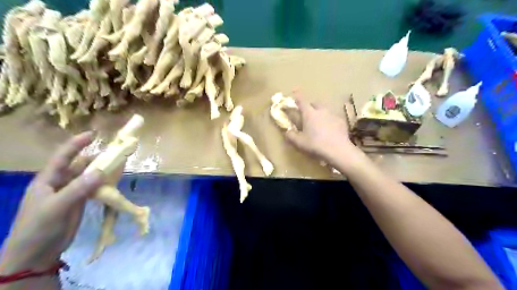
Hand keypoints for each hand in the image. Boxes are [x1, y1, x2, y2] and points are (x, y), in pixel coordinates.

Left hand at [0, 133, 103, 274]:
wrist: (36, 254)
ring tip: (119, 165)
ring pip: (89, 176)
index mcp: (48, 180)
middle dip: (96, 157)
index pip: (63, 156)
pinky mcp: (80, 201)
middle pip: (80, 165)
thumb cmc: (38, 228)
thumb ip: (78, 189)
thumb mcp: (56, 207)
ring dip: (102, 170)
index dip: (77, 144)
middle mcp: (60, 182)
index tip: (94, 134)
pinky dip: (104, 183)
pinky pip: (94, 187)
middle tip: (116, 153)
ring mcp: (71, 192)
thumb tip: (101, 171)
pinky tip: (114, 181)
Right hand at [285, 99, 364, 171]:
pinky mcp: (341, 122)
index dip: (296, 97)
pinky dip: (329, 120)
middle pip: (314, 103)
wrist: (338, 151)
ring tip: (318, 122)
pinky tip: (329, 129)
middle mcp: (321, 110)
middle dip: (309, 106)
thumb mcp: (299, 143)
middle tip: (306, 113)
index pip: (301, 101)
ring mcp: (333, 115)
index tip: (293, 94)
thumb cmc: (316, 145)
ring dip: (320, 113)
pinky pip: (333, 117)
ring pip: (324, 110)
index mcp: (309, 113)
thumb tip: (287, 131)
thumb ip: (291, 135)